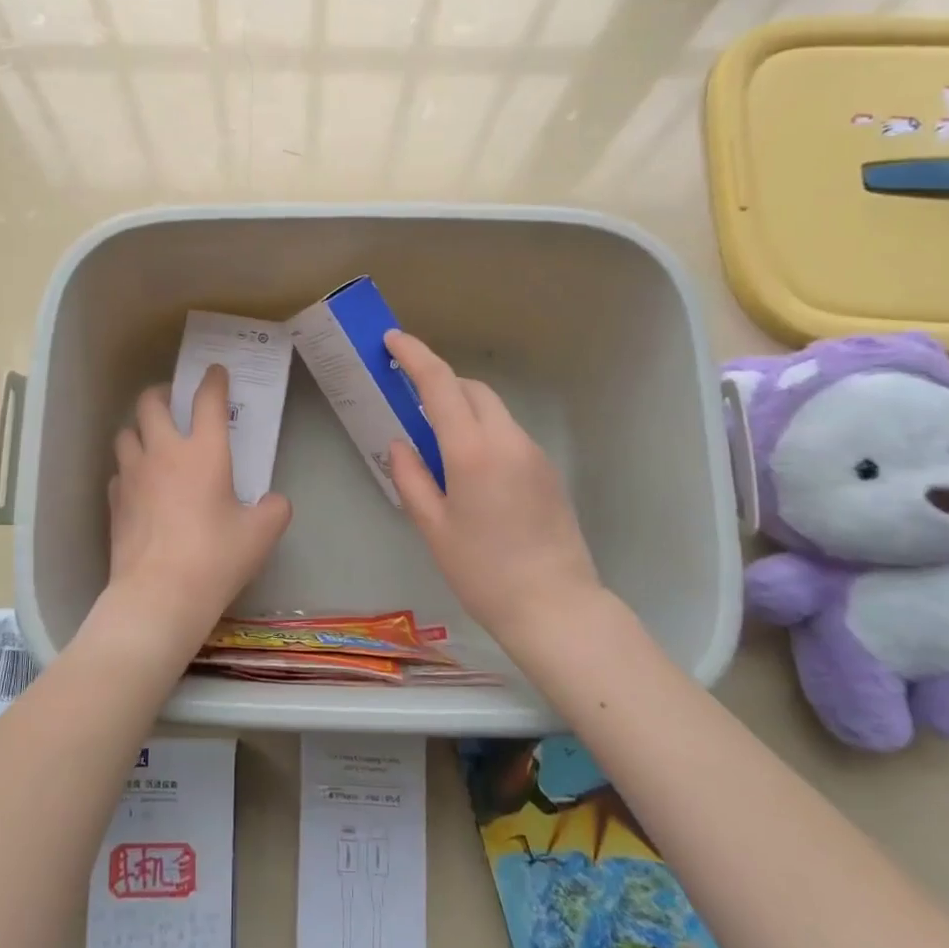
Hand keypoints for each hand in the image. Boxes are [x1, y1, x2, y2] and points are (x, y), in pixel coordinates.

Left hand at [95, 366, 291, 658]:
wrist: (159, 594)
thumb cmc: (216, 558)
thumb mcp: (260, 535)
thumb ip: (273, 510)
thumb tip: (273, 502)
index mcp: (204, 452)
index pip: (208, 401)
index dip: (213, 381)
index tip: (215, 372)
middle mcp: (163, 453)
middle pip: (151, 403)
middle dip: (162, 394)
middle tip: (174, 402)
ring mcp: (132, 475)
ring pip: (126, 432)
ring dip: (139, 429)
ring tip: (152, 441)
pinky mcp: (114, 501)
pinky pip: (118, 470)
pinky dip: (129, 468)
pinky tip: (139, 484)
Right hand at [385, 330, 610, 646]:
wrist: (555, 606)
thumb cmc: (483, 572)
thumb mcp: (433, 528)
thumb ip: (411, 478)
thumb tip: (401, 444)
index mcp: (472, 451)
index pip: (439, 385)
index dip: (415, 356)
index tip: (393, 340)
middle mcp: (507, 440)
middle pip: (471, 389)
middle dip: (440, 381)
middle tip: (410, 397)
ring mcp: (533, 452)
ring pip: (493, 409)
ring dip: (463, 407)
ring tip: (438, 438)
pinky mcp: (547, 469)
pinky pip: (508, 433)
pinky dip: (483, 430)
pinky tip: (470, 467)